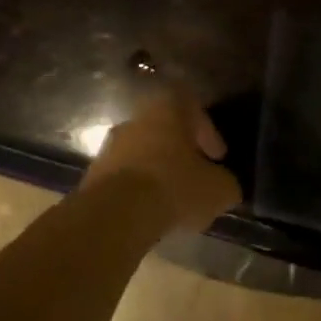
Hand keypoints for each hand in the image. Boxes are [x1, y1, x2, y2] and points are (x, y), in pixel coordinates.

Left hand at [81, 91, 240, 231]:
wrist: (115, 216)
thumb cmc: (174, 187)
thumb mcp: (219, 189)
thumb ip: (226, 183)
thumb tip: (225, 186)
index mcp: (168, 111)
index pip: (191, 105)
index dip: (207, 130)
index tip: (216, 156)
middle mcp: (136, 120)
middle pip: (165, 130)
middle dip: (182, 152)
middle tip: (197, 176)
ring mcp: (110, 147)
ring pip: (143, 153)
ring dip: (159, 171)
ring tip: (175, 200)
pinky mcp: (94, 176)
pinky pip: (125, 177)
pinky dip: (139, 190)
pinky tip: (151, 212)